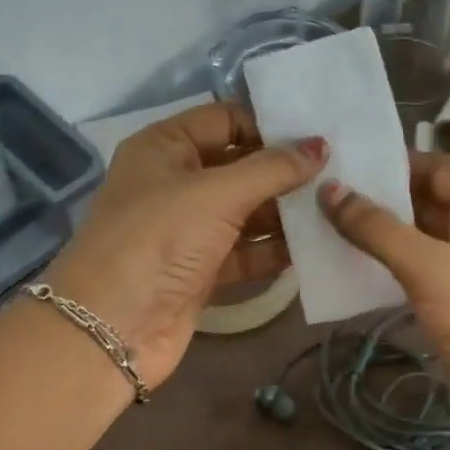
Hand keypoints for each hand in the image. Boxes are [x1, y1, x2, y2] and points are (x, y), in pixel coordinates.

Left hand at [45, 104, 324, 389]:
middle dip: (283, 172)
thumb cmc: (159, 240)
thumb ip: (272, 169)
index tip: (316, 138)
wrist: (111, 329)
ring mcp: (187, 229)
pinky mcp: (200, 269)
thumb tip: (320, 146)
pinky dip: (274, 249)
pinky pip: (245, 250)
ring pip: (245, 211)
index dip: (268, 126)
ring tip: (336, 207)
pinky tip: (315, 246)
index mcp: (164, 147)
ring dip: (285, 212)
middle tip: (338, 172)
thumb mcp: (216, 194)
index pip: (224, 120)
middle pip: (239, 166)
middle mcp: (174, 182)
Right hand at [320, 152, 449, 449]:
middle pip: (426, 202)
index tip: (341, 162)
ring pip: (420, 242)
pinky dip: (388, 272)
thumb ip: (378, 228)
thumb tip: (330, 189)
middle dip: (378, 198)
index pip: (436, 166)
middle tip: (320, 195)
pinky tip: (350, 274)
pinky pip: (419, 279)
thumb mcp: (431, 268)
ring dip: (379, 237)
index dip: (392, 160)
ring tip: (323, 228)